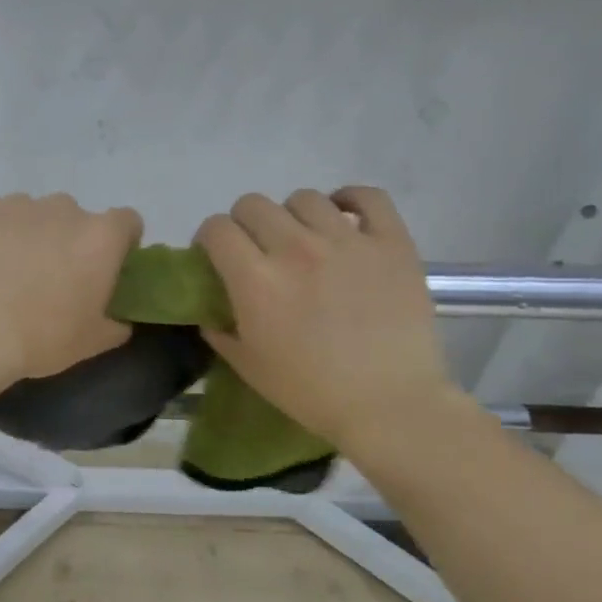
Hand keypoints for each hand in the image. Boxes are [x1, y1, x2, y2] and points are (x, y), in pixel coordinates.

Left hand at [0, 193, 140, 386]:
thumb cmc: (39, 339)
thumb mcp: (90, 343)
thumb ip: (114, 325)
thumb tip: (119, 321)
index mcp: (99, 238)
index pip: (126, 222)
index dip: (119, 242)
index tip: (104, 267)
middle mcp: (62, 209)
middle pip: (73, 217)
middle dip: (66, 240)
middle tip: (49, 277)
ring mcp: (15, 205)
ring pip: (30, 214)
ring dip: (27, 235)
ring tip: (6, 273)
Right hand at [197, 188, 461, 450]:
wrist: (389, 405)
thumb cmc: (310, 391)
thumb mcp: (247, 366)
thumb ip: (220, 330)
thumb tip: (211, 309)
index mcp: (255, 279)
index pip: (216, 229)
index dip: (209, 239)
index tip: (215, 256)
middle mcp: (296, 248)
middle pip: (253, 205)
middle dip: (244, 224)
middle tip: (256, 250)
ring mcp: (347, 241)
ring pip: (304, 199)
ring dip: (292, 216)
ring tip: (303, 240)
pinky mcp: (391, 243)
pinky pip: (368, 197)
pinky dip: (350, 200)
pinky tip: (344, 217)